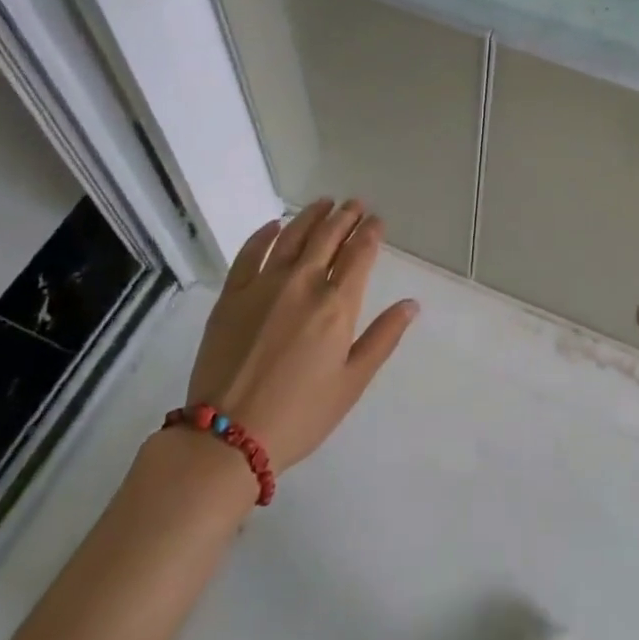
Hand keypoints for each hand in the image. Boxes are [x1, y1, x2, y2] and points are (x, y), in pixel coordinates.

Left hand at [185, 198, 416, 471]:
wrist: (227, 437)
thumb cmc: (299, 415)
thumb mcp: (351, 383)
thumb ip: (383, 338)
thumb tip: (411, 304)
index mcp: (337, 305)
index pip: (359, 253)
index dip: (370, 232)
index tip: (377, 221)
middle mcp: (303, 283)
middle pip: (329, 236)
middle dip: (346, 216)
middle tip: (355, 204)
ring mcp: (264, 284)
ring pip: (293, 235)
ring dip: (312, 215)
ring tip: (324, 202)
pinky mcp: (232, 294)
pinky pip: (250, 252)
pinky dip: (264, 233)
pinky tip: (274, 225)